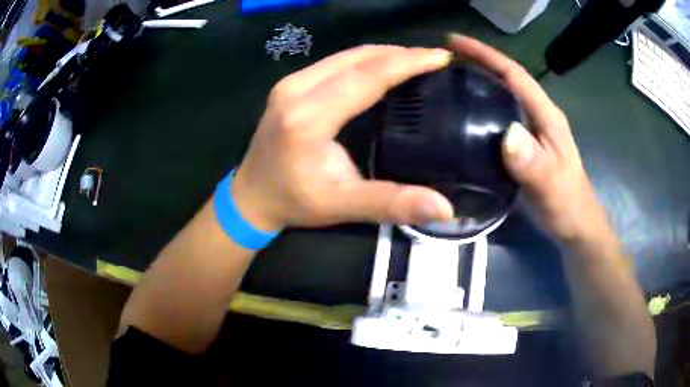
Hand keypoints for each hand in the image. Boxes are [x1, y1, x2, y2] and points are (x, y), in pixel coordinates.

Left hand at [232, 45, 455, 230]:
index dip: (408, 63)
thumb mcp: (342, 206)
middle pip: (358, 58)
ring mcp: (290, 83)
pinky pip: (335, 62)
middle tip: (435, 60)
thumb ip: (392, 203)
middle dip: (401, 54)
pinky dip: (365, 61)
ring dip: (384, 55)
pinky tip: (383, 69)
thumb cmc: (294, 202)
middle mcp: (296, 89)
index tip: (441, 57)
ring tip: (416, 61)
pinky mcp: (289, 84)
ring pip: (347, 55)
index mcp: (308, 117)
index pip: (367, 76)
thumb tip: (444, 209)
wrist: (249, 196)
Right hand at [448, 35, 615, 246]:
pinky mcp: (523, 147)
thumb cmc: (567, 203)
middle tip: (441, 60)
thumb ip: (533, 163)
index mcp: (546, 115)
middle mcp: (537, 115)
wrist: (575, 225)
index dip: (486, 54)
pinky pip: (497, 119)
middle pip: (506, 79)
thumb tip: (506, 133)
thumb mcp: (552, 185)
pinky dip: (480, 110)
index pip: (514, 74)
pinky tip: (462, 117)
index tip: (454, 42)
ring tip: (445, 81)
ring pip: (501, 98)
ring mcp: (530, 131)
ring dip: (477, 83)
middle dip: (477, 62)